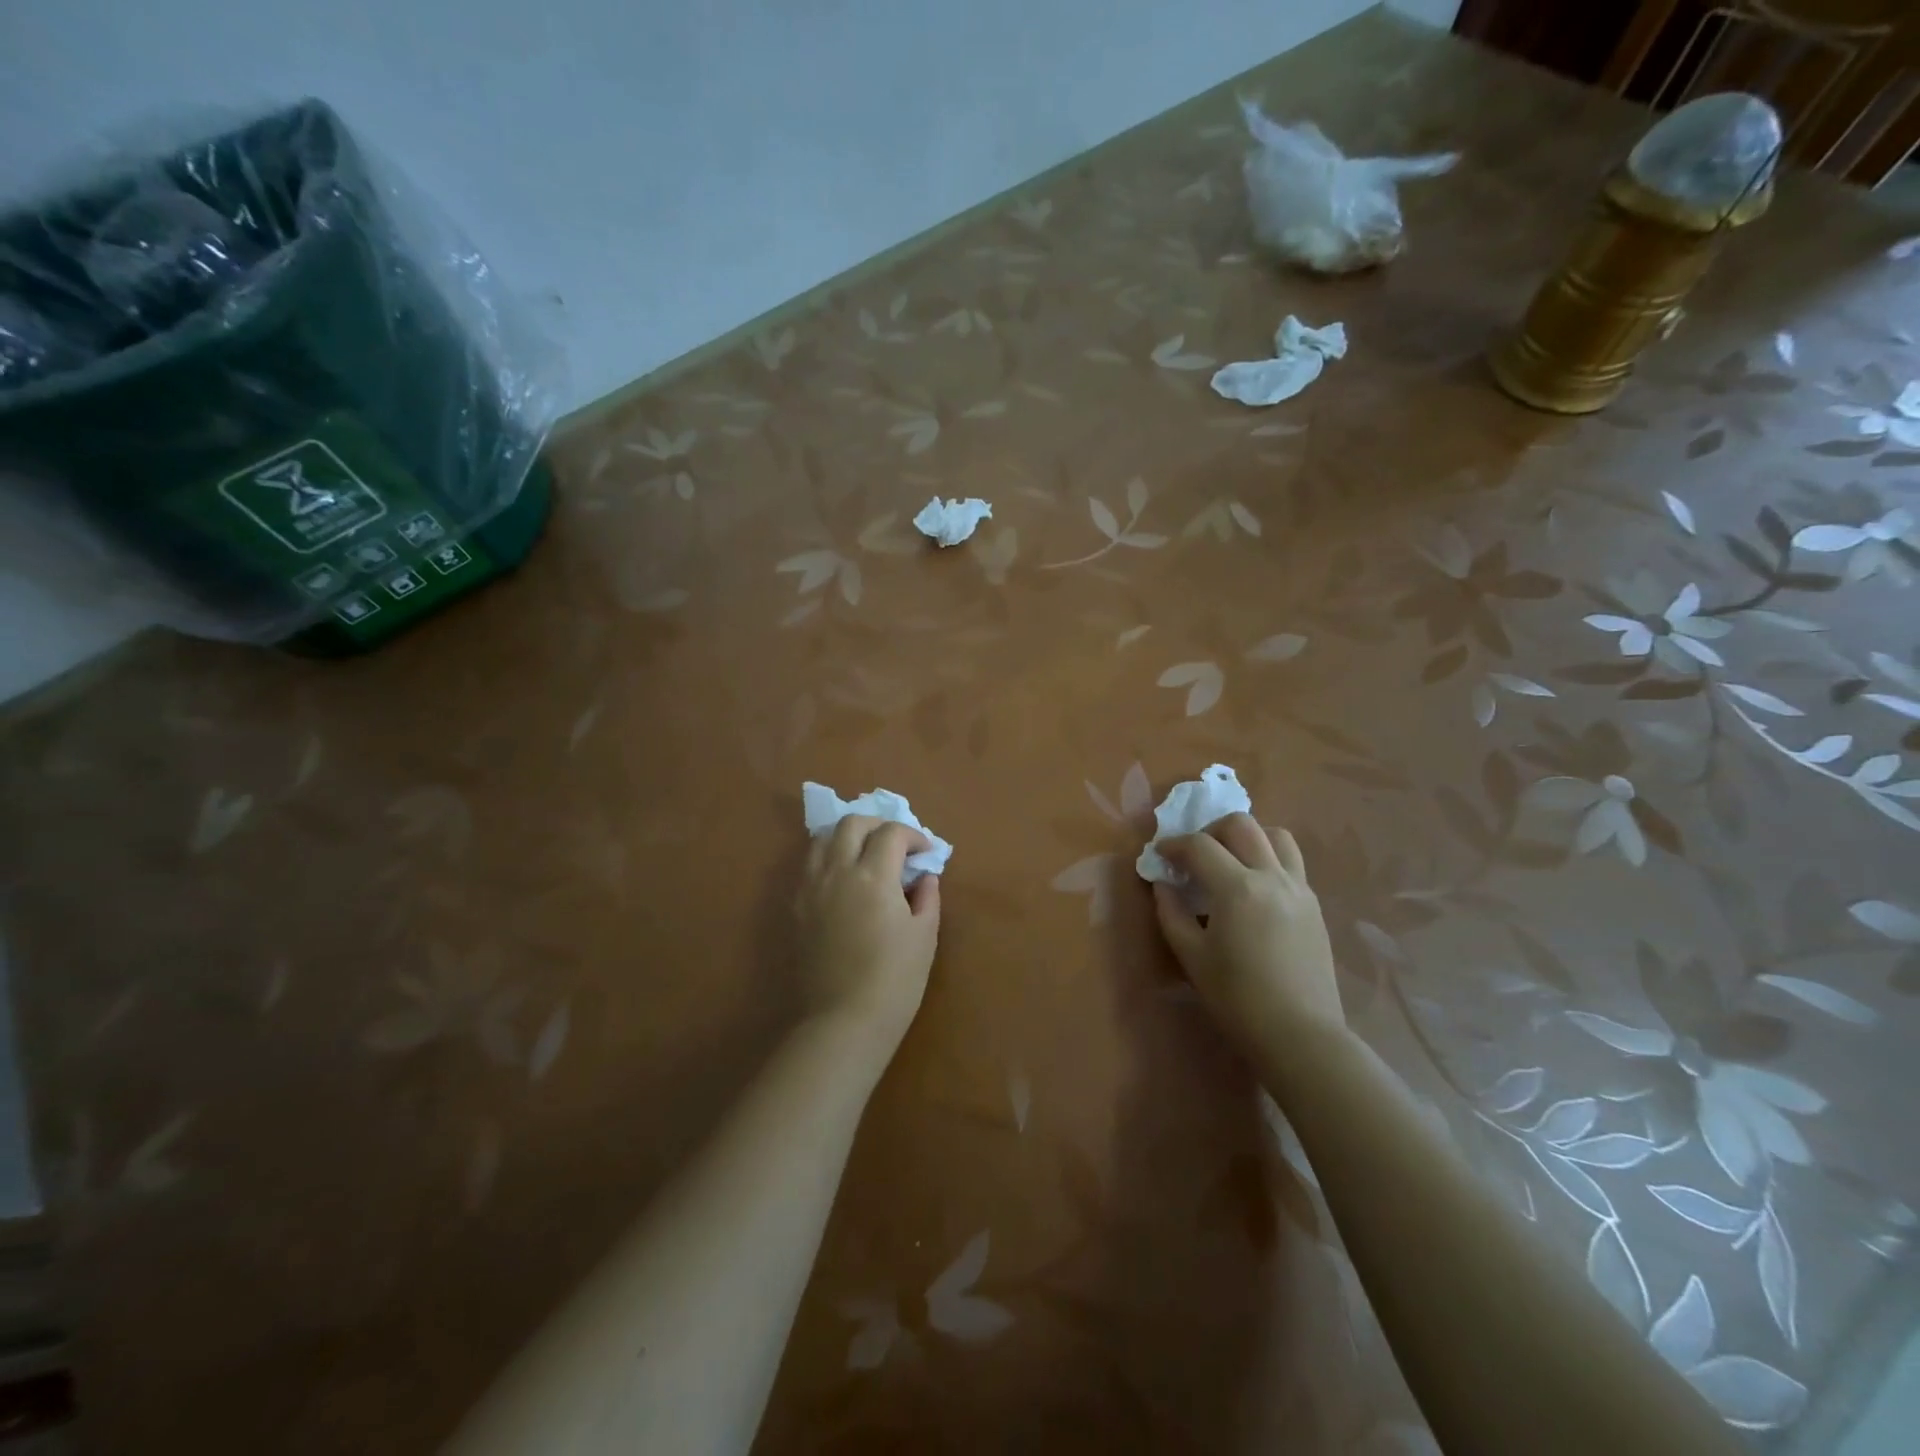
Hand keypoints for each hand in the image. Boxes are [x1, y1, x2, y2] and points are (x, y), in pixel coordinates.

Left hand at [796, 816, 940, 1054]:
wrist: (843, 1021)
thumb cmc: (894, 981)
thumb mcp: (924, 936)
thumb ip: (927, 897)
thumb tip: (924, 877)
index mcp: (873, 875)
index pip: (891, 833)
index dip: (913, 836)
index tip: (925, 853)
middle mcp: (837, 871)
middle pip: (852, 823)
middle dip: (878, 825)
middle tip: (896, 845)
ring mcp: (810, 887)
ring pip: (823, 838)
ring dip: (848, 837)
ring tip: (865, 856)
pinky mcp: (796, 907)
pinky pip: (809, 866)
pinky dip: (828, 859)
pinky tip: (843, 880)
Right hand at [1152, 814, 1344, 1046]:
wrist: (1300, 1034)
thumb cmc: (1238, 998)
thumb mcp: (1191, 956)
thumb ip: (1171, 912)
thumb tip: (1163, 884)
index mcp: (1237, 888)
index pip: (1200, 845)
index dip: (1173, 844)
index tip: (1159, 855)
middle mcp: (1272, 877)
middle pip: (1242, 825)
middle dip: (1211, 830)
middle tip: (1194, 854)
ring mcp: (1299, 888)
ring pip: (1276, 835)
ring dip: (1247, 837)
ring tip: (1229, 860)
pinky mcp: (1313, 905)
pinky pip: (1290, 863)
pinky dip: (1267, 858)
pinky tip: (1253, 888)